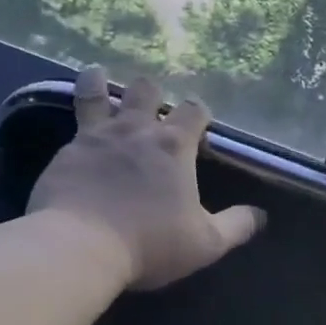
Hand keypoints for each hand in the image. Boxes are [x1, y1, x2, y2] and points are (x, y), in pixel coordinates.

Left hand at [29, 68, 265, 290]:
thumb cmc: (150, 243)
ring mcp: (96, 137)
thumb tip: (260, 215)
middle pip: (146, 89)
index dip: (199, 112)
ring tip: (98, 77)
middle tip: (151, 106)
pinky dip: (76, 121)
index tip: (199, 124)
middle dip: (152, 92)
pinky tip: (74, 131)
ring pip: (97, 92)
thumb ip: (236, 226)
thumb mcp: (205, 243)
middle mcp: (136, 130)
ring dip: (100, 82)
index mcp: (174, 146)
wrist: (81, 247)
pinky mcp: (66, 152)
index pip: (194, 110)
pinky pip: (72, 125)